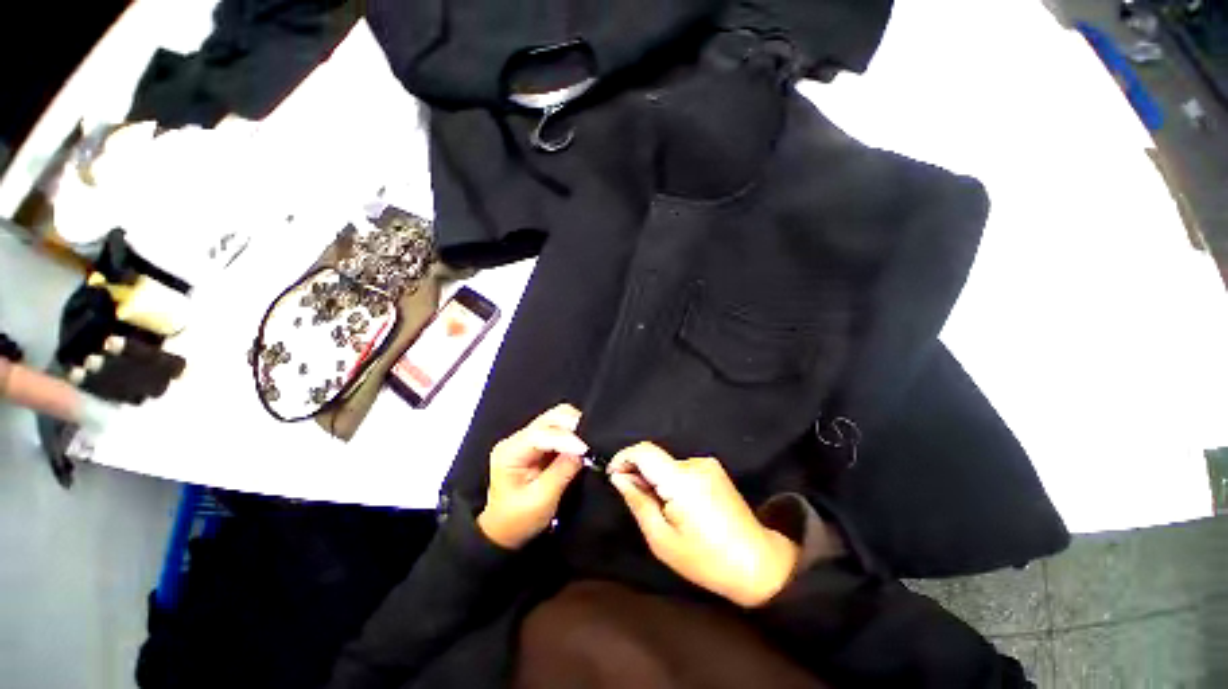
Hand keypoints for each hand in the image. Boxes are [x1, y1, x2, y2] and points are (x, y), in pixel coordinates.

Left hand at [477, 404, 587, 548]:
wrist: (504, 532)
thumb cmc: (518, 520)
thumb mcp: (541, 500)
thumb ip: (562, 471)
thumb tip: (583, 452)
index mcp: (510, 451)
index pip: (542, 433)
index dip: (567, 438)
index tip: (587, 449)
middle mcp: (517, 439)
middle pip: (550, 418)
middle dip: (573, 427)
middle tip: (592, 442)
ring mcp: (527, 439)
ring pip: (556, 419)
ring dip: (574, 429)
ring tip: (589, 443)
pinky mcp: (537, 444)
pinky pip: (559, 429)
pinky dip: (573, 434)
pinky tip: (582, 445)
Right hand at [608, 443, 799, 607]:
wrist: (758, 563)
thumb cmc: (705, 558)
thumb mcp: (662, 539)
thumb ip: (638, 502)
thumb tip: (619, 477)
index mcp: (681, 480)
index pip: (644, 451)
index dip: (623, 458)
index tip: (613, 475)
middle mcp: (695, 463)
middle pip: (655, 458)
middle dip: (640, 474)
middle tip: (638, 503)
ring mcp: (708, 464)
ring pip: (668, 465)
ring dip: (657, 480)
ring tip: (663, 511)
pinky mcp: (714, 470)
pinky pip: (682, 469)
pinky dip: (672, 481)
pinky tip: (681, 507)